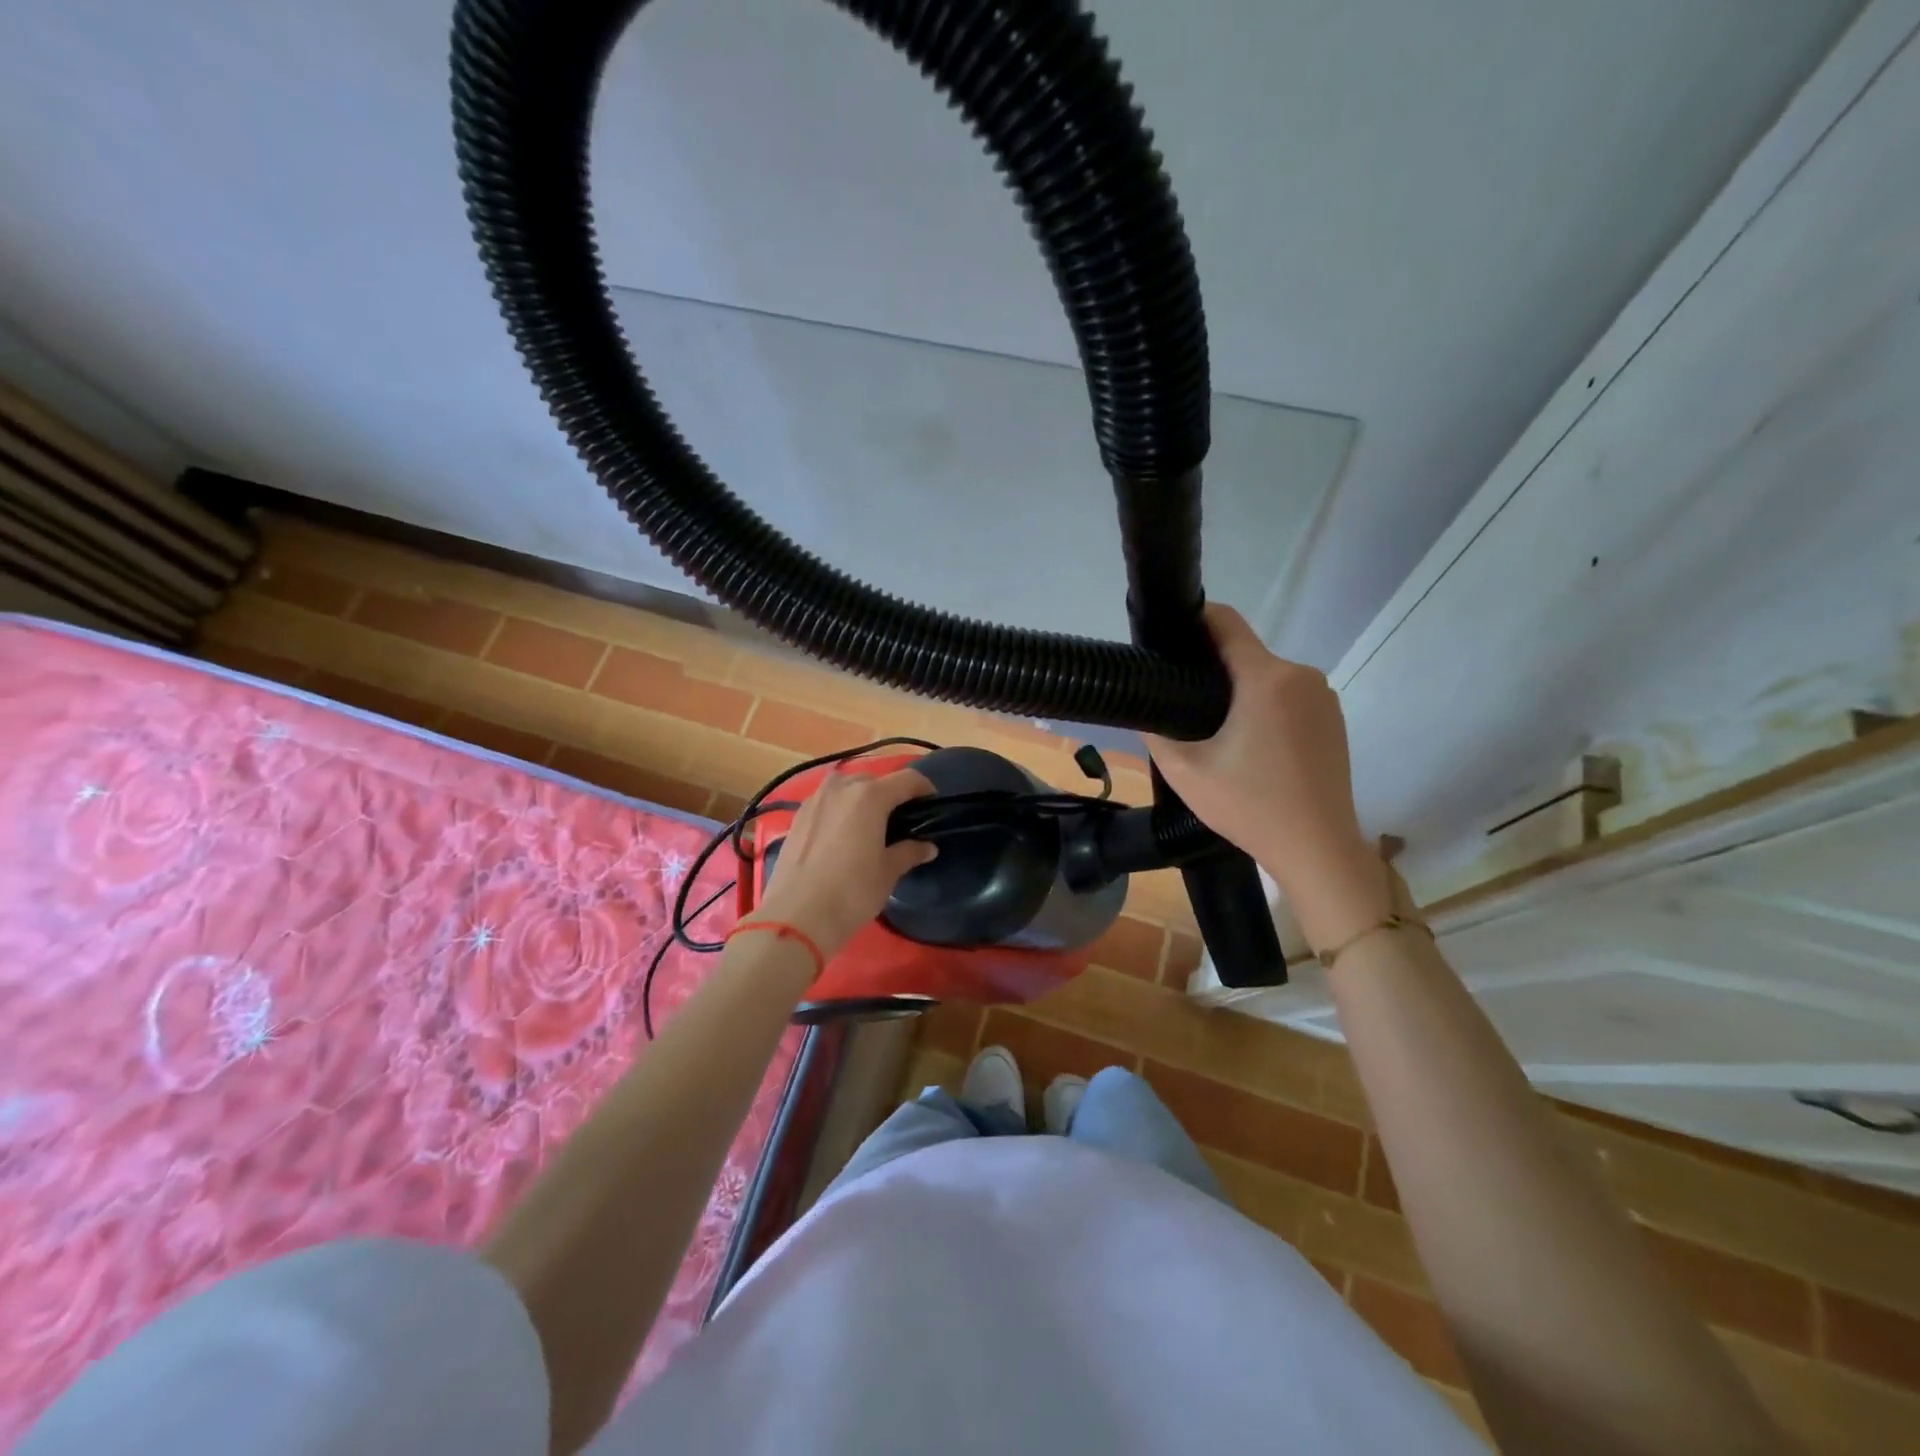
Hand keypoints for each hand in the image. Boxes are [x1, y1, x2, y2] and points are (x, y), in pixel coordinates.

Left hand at [750, 767, 937, 955]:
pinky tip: (841, 836)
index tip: (931, 806)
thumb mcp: (888, 872)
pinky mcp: (796, 816)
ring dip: (861, 799)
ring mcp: (814, 800)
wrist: (796, 917)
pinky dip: (839, 810)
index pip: (907, 779)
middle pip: (874, 780)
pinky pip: (826, 803)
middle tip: (899, 822)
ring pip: (846, 788)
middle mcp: (841, 787)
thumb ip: (909, 852)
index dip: (924, 789)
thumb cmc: (852, 892)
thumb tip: (927, 846)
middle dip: (890, 795)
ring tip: (869, 827)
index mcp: (870, 796)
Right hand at [1147, 604, 1389, 947]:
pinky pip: (1288, 697)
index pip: (1226, 622)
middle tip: (1179, 700)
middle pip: (1245, 653)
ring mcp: (1323, 697)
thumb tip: (1144, 708)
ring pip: (1266, 677)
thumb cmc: (1250, 808)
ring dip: (1239, 691)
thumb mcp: (1186, 772)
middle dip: (1210, 668)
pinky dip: (1264, 708)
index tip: (1166, 636)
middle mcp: (1301, 676)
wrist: (1318, 850)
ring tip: (1213, 729)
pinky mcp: (1334, 719)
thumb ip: (1156, 731)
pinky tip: (1249, 745)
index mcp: (1266, 679)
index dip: (1193, 620)